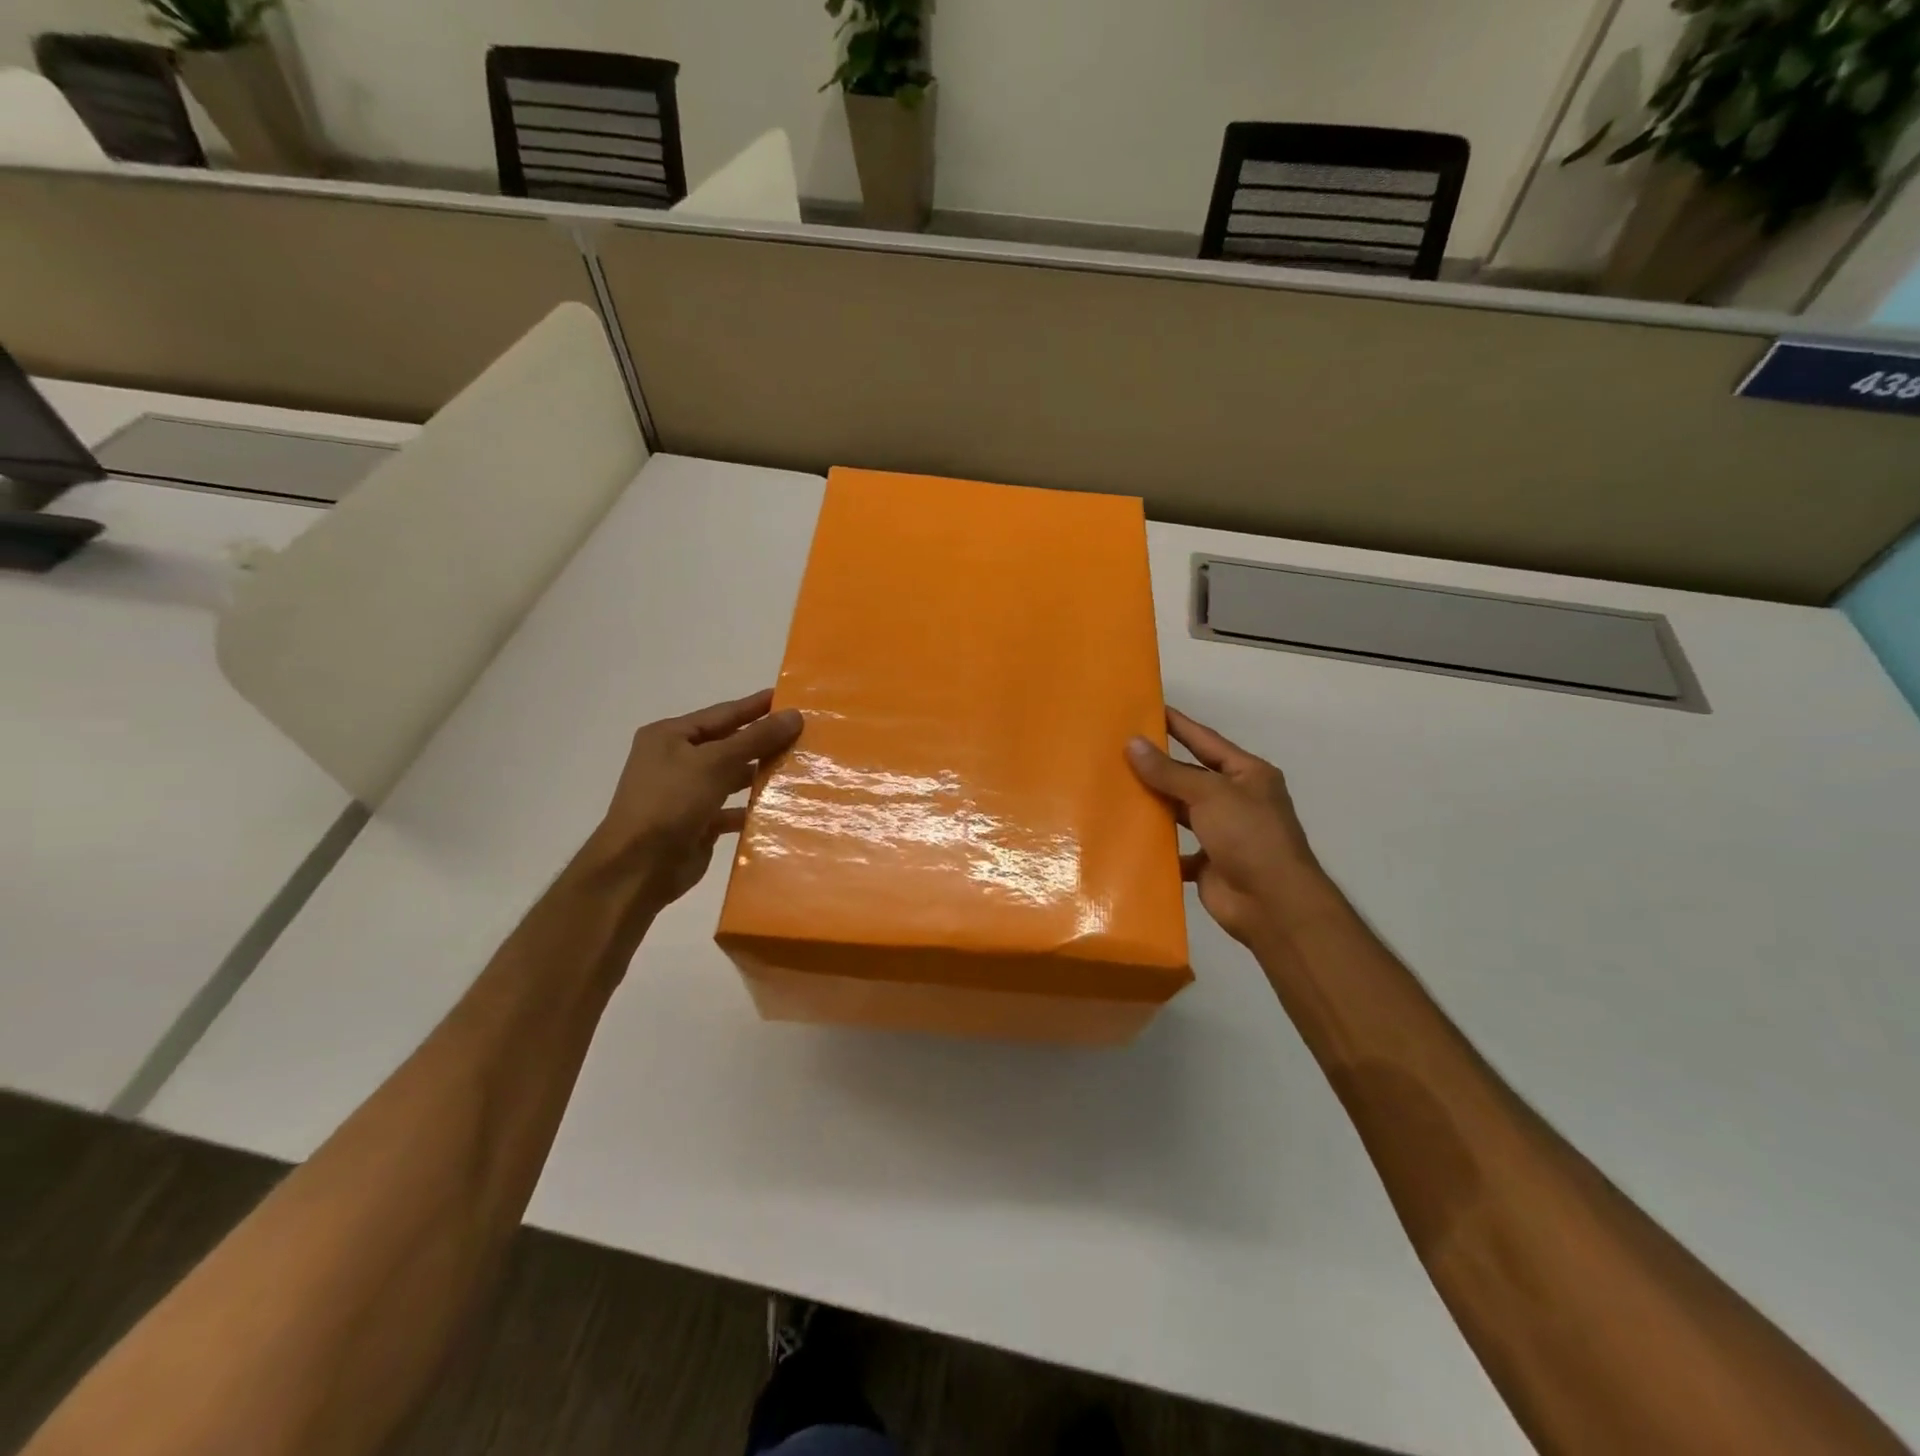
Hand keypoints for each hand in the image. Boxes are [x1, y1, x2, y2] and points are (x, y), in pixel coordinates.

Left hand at [582, 689, 802, 914]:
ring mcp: (687, 793)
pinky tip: (782, 806)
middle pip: (729, 744)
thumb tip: (794, 715)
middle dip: (764, 741)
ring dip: (761, 774)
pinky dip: (753, 807)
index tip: (790, 698)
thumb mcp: (715, 763)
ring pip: (732, 777)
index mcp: (670, 736)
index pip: (723, 713)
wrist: (638, 868)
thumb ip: (756, 739)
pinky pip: (732, 808)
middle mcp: (677, 761)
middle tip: (805, 733)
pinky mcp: (698, 823)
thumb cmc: (670, 802)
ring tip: (801, 767)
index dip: (757, 706)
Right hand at [1127, 708, 1331, 948]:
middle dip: (1158, 767)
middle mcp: (1236, 800)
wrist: (1272, 904)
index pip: (1206, 740)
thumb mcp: (1210, 794)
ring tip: (1115, 789)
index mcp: (1247, 775)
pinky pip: (1176, 849)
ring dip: (1155, 804)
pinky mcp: (1208, 863)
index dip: (1178, 724)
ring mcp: (1223, 833)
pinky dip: (1157, 846)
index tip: (1148, 708)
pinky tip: (1128, 836)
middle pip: (1190, 776)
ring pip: (1181, 812)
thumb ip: (1169, 771)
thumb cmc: (1249, 836)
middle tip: (1118, 750)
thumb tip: (1132, 743)